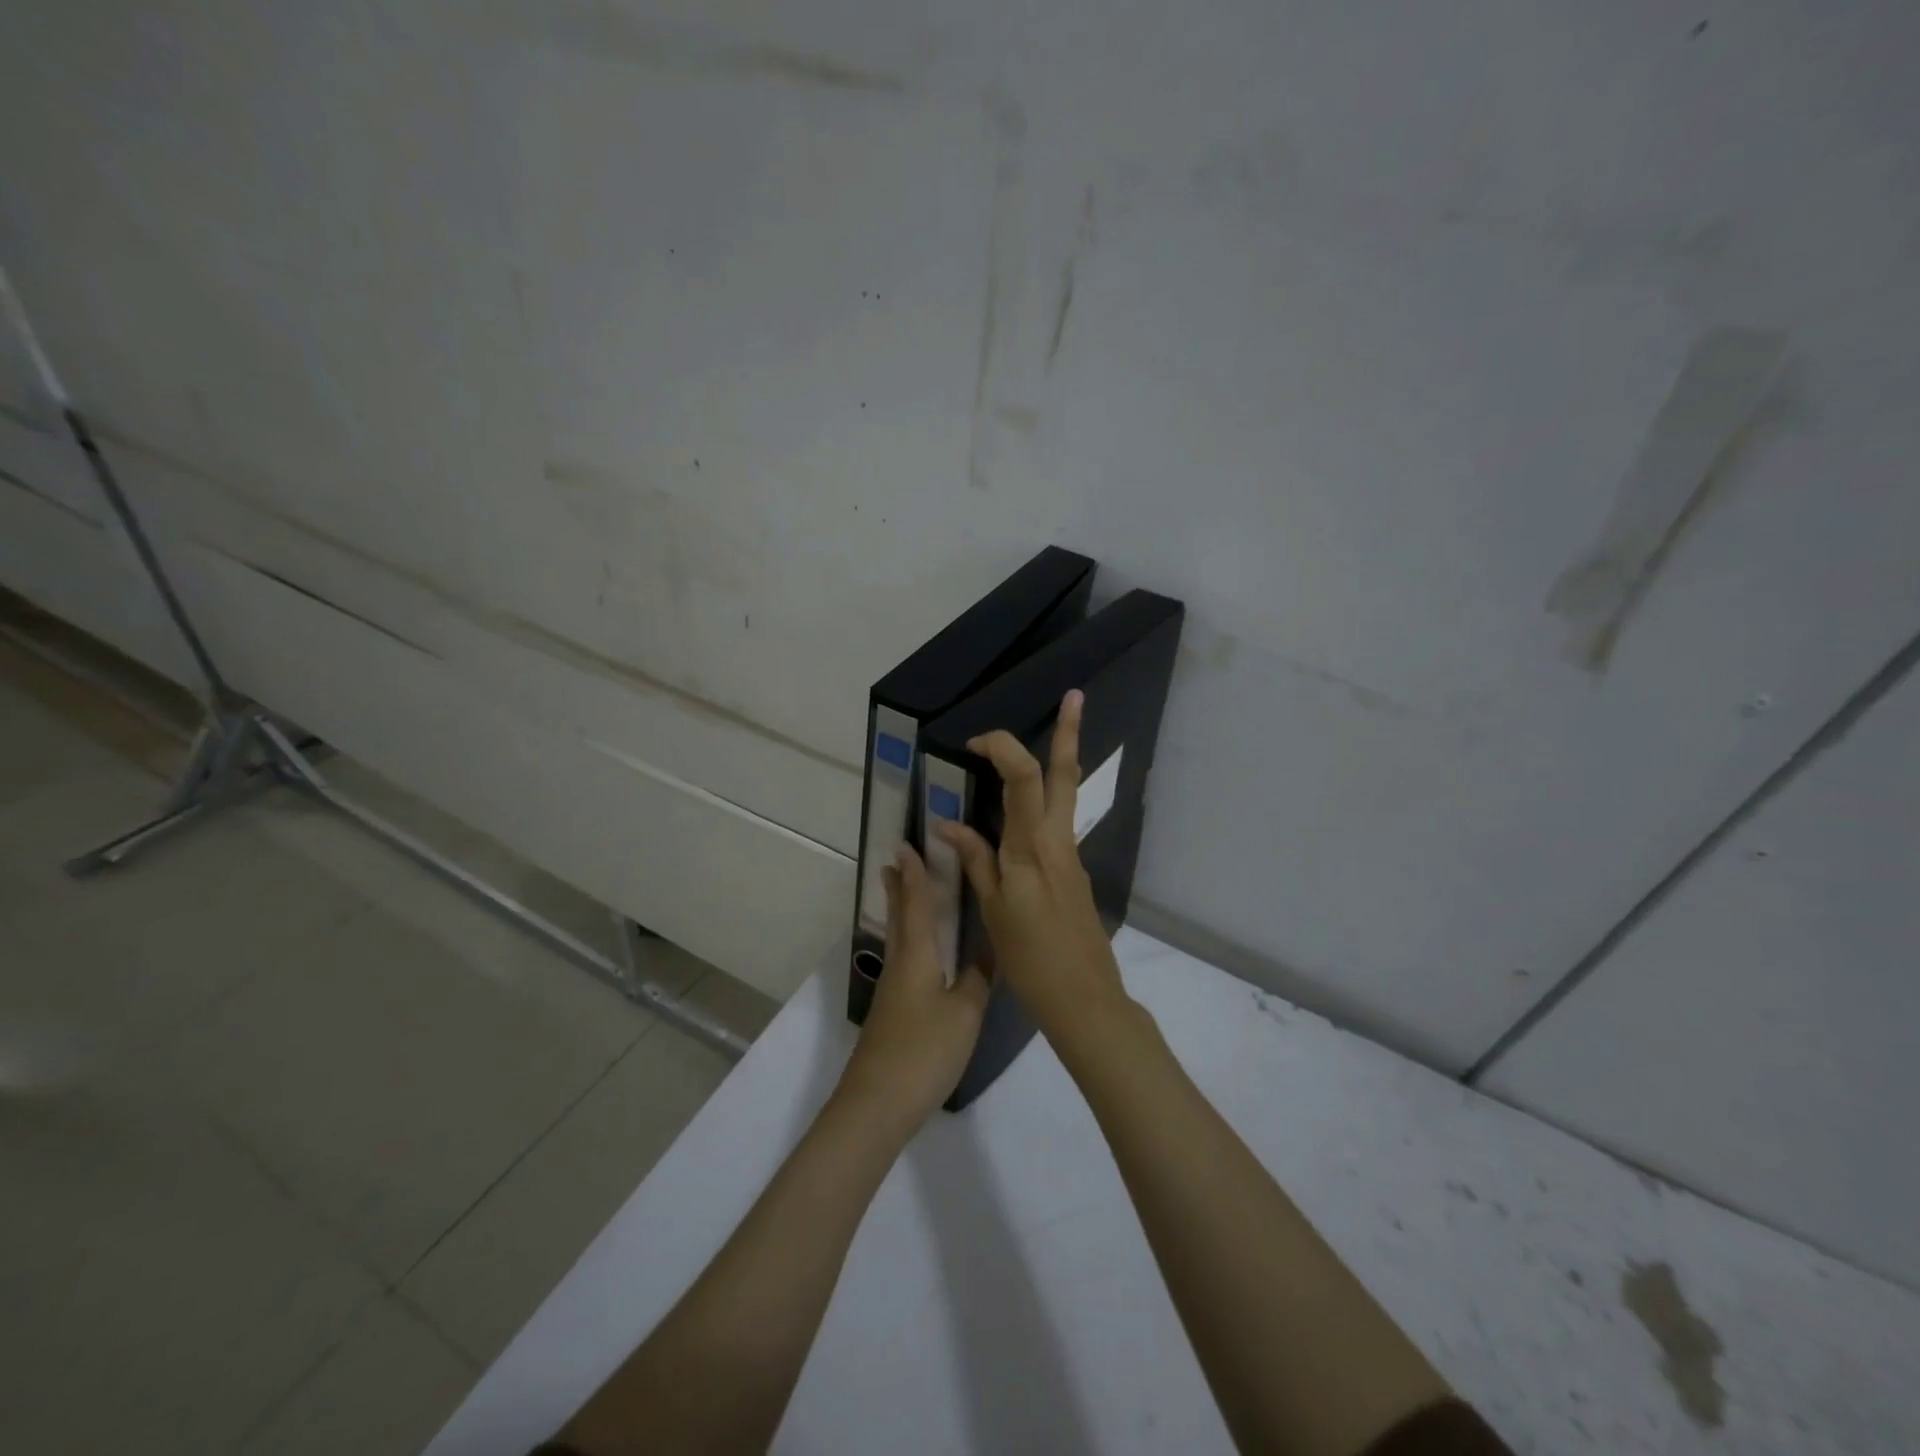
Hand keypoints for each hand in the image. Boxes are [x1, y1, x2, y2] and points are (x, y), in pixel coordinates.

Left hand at [837, 844, 990, 1132]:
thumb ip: (980, 978)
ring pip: (898, 937)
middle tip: (896, 860)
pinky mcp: (892, 1012)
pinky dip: (909, 939)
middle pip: (899, 916)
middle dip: (899, 887)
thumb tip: (992, 948)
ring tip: (904, 893)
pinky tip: (919, 953)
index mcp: (917, 957)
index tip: (907, 845)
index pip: (916, 904)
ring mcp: (892, 990)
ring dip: (901, 910)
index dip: (914, 874)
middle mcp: (901, 965)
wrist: (877, 1104)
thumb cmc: (924, 1052)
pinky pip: (902, 959)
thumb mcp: (965, 1013)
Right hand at [935, 690, 1128, 1048]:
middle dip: (1070, 732)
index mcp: (1033, 847)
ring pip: (1065, 796)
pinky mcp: (1074, 872)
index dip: (1002, 749)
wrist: (1084, 998)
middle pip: (1064, 775)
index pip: (1024, 778)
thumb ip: (976, 861)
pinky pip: (1055, 825)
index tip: (976, 743)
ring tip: (1053, 736)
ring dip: (1059, 762)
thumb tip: (950, 825)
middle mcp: (1058, 841)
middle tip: (1076, 696)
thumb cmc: (1032, 958)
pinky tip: (1020, 817)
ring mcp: (1071, 856)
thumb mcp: (994, 910)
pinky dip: (1041, 805)